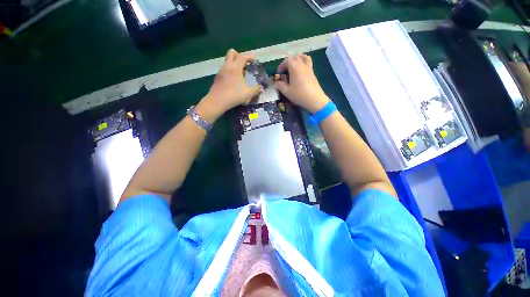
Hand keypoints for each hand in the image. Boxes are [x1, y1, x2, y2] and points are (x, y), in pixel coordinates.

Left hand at [196, 49, 262, 122]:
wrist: (217, 101)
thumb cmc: (234, 95)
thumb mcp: (248, 94)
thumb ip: (256, 89)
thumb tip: (261, 87)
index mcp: (235, 68)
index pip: (242, 57)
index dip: (249, 56)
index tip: (254, 58)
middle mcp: (227, 66)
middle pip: (231, 53)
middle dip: (239, 55)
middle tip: (245, 63)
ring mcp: (221, 71)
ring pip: (227, 61)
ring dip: (234, 63)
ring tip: (240, 73)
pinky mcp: (217, 77)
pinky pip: (224, 69)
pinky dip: (229, 70)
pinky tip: (233, 80)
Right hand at [274, 54, 329, 112]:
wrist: (314, 99)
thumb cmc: (299, 94)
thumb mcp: (286, 91)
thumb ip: (280, 85)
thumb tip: (276, 82)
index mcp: (294, 67)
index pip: (286, 60)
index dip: (281, 66)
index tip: (278, 74)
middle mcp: (302, 64)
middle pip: (294, 57)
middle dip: (288, 63)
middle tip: (284, 72)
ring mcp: (308, 68)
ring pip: (303, 57)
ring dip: (297, 59)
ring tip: (293, 67)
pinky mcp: (313, 72)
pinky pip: (308, 62)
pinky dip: (303, 62)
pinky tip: (301, 71)